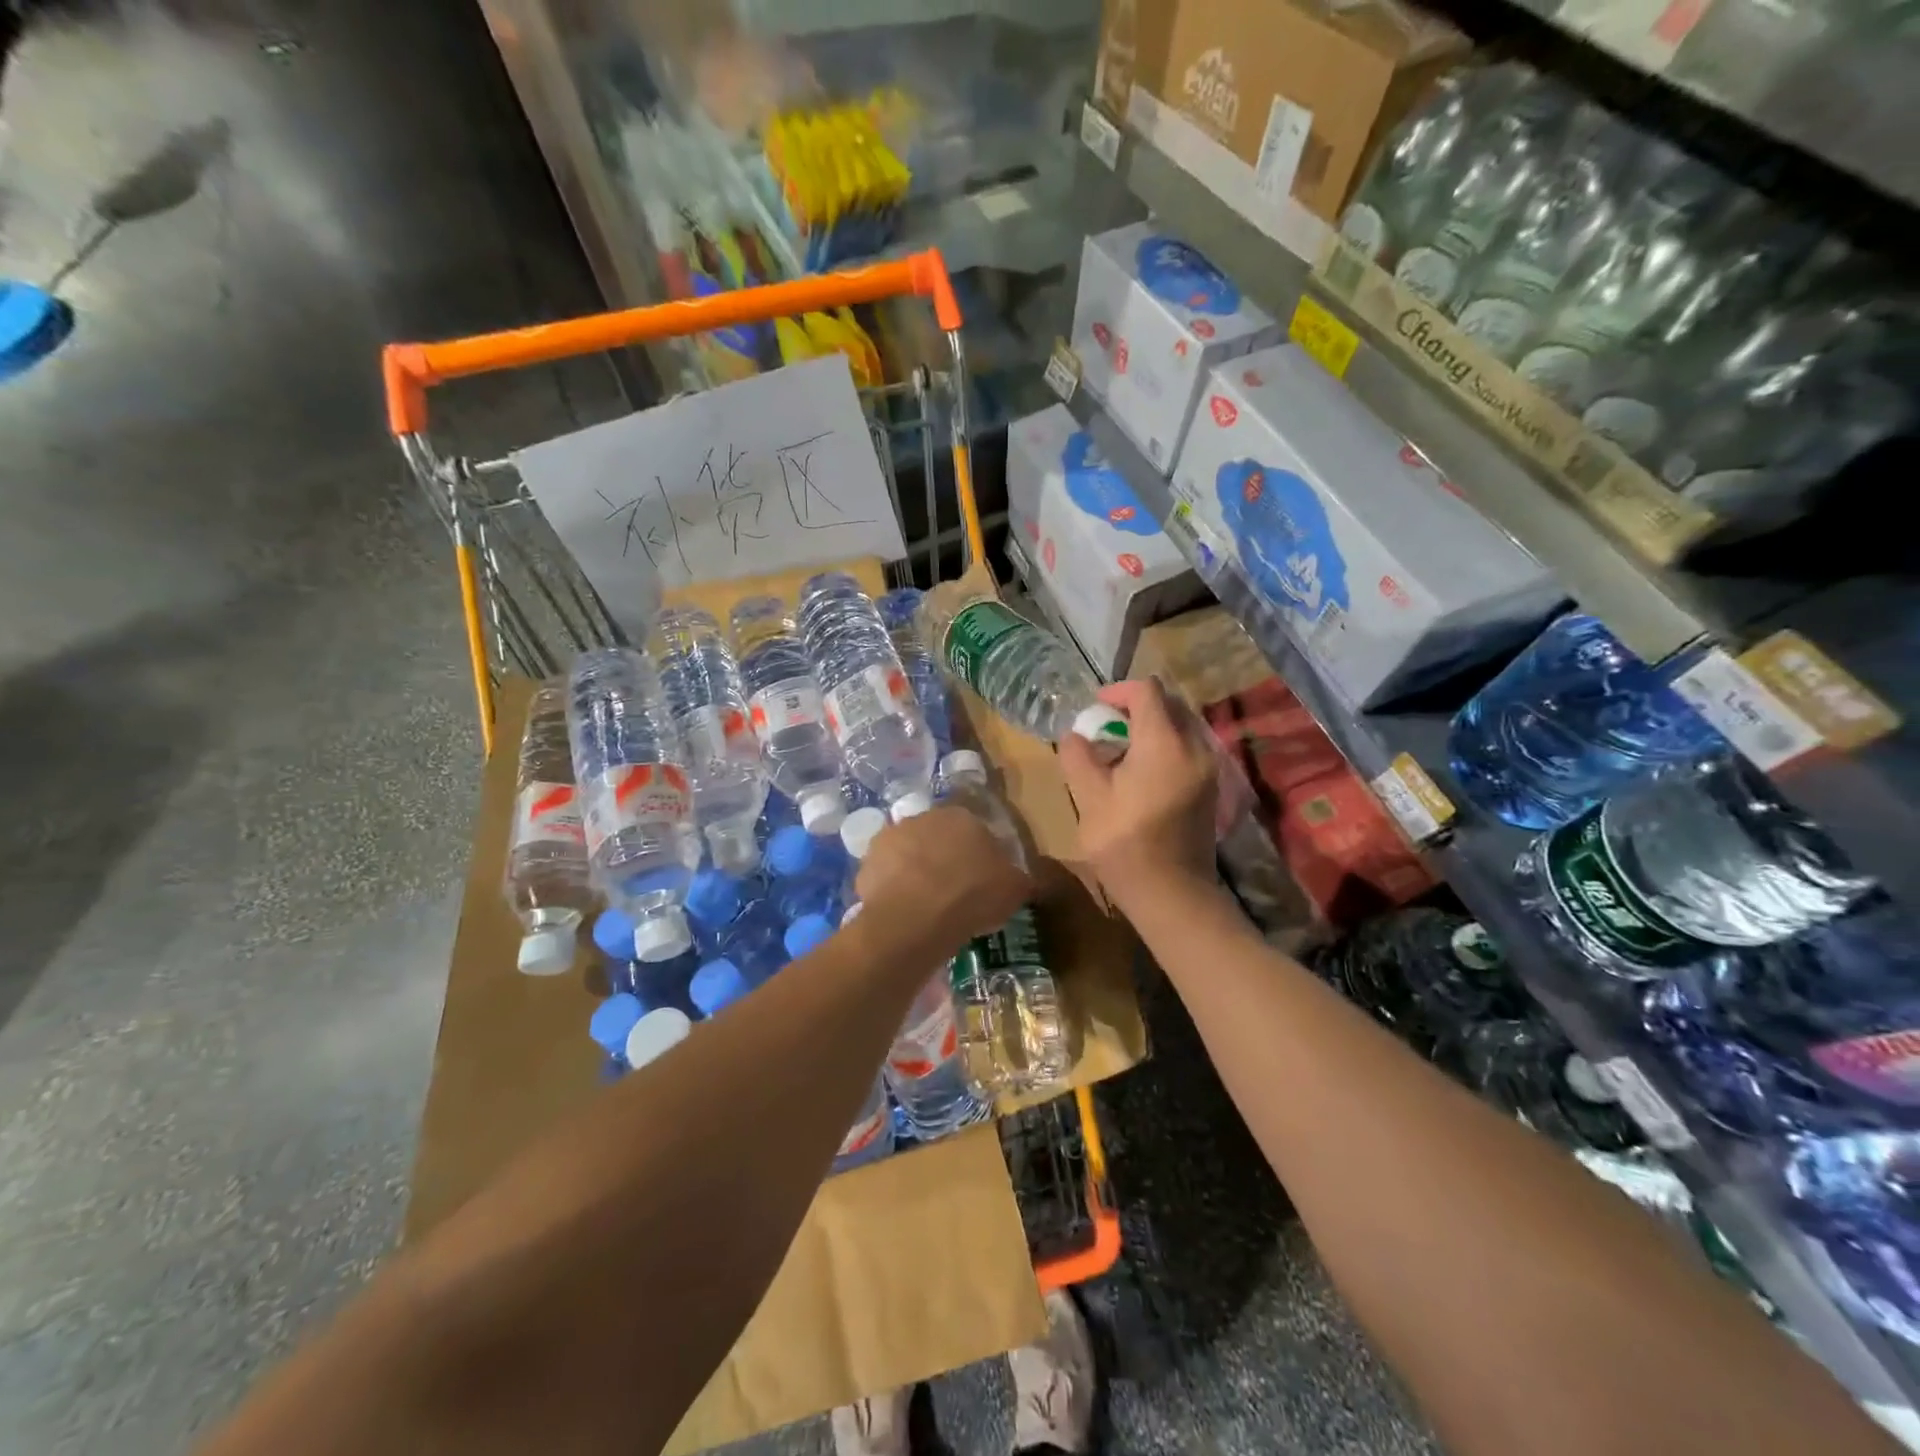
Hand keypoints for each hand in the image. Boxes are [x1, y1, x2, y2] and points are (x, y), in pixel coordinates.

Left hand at [853, 806, 1032, 957]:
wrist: (916, 918)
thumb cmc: (972, 896)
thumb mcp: (1014, 889)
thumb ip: (1021, 877)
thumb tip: (1028, 877)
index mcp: (962, 816)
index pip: (973, 829)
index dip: (977, 854)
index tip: (980, 879)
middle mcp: (924, 817)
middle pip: (937, 837)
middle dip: (943, 858)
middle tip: (953, 891)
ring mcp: (891, 837)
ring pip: (908, 853)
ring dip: (915, 871)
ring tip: (925, 905)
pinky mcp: (867, 862)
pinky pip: (885, 875)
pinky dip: (892, 889)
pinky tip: (903, 912)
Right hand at [1058, 678, 1217, 908]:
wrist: (1172, 893)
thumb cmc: (1126, 844)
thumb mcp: (1088, 798)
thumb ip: (1079, 757)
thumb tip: (1076, 736)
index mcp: (1164, 742)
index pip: (1147, 691)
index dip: (1117, 691)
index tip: (1095, 709)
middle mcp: (1194, 746)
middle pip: (1169, 704)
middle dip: (1135, 708)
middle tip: (1106, 728)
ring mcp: (1208, 767)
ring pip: (1180, 726)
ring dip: (1151, 727)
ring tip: (1121, 752)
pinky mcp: (1210, 787)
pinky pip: (1188, 748)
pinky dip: (1165, 746)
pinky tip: (1141, 773)